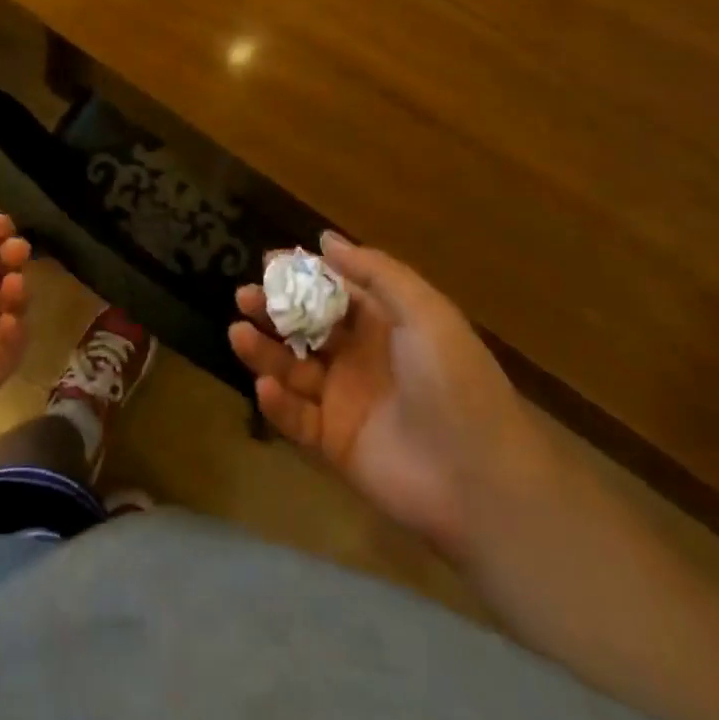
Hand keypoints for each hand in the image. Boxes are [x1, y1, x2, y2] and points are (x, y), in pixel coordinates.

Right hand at [230, 232, 551, 566]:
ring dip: (264, 350)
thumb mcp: (424, 312)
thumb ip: (375, 272)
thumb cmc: (454, 381)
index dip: (302, 276)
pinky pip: (296, 418)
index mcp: (384, 325)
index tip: (268, 261)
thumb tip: (325, 239)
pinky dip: (277, 403)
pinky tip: (265, 386)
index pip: (333, 292)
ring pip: (293, 368)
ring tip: (238, 332)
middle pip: (306, 327)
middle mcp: (360, 357)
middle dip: (274, 309)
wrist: (481, 480)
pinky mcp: (334, 443)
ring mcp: (345, 401)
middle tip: (243, 296)